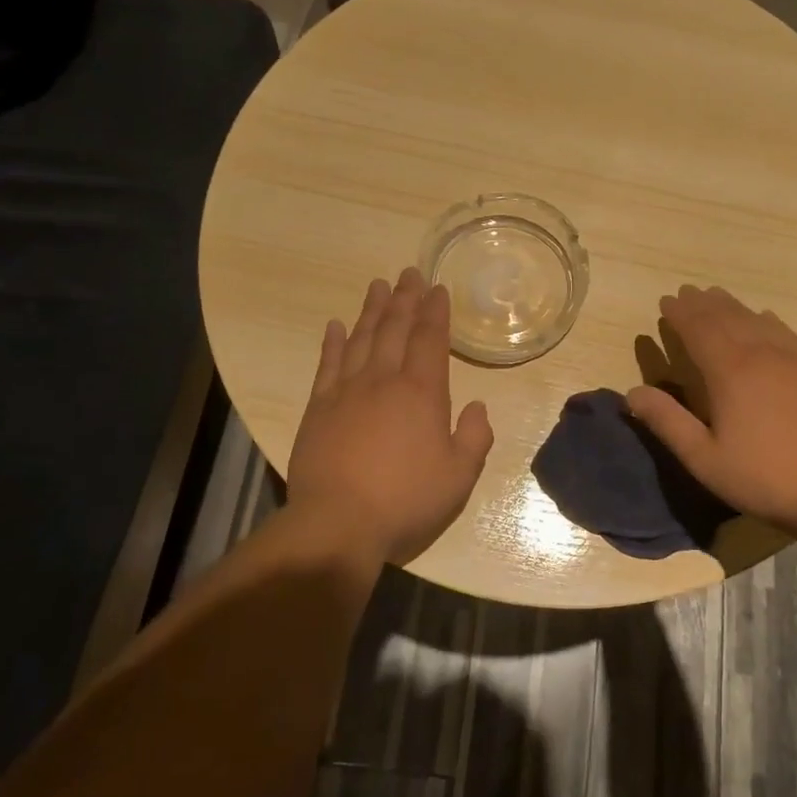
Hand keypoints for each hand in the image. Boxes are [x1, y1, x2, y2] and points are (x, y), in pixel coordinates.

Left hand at [287, 268, 494, 565]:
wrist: (338, 523)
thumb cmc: (405, 500)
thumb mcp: (458, 476)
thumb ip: (474, 437)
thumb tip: (478, 406)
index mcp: (422, 392)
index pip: (430, 340)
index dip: (435, 312)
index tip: (437, 288)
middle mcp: (384, 381)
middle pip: (395, 329)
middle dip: (405, 299)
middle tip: (409, 272)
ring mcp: (346, 391)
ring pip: (362, 339)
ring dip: (372, 311)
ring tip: (378, 286)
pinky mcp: (319, 408)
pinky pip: (328, 364)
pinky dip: (334, 342)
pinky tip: (337, 326)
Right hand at [626, 285, 796, 540]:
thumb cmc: (765, 478)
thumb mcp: (705, 459)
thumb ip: (668, 422)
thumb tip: (632, 392)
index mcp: (730, 372)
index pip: (699, 330)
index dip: (680, 314)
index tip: (665, 302)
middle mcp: (762, 355)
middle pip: (728, 318)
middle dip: (703, 304)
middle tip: (687, 292)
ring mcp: (794, 360)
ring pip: (756, 320)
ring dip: (733, 306)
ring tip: (717, 296)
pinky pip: (786, 332)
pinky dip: (767, 320)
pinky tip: (765, 317)